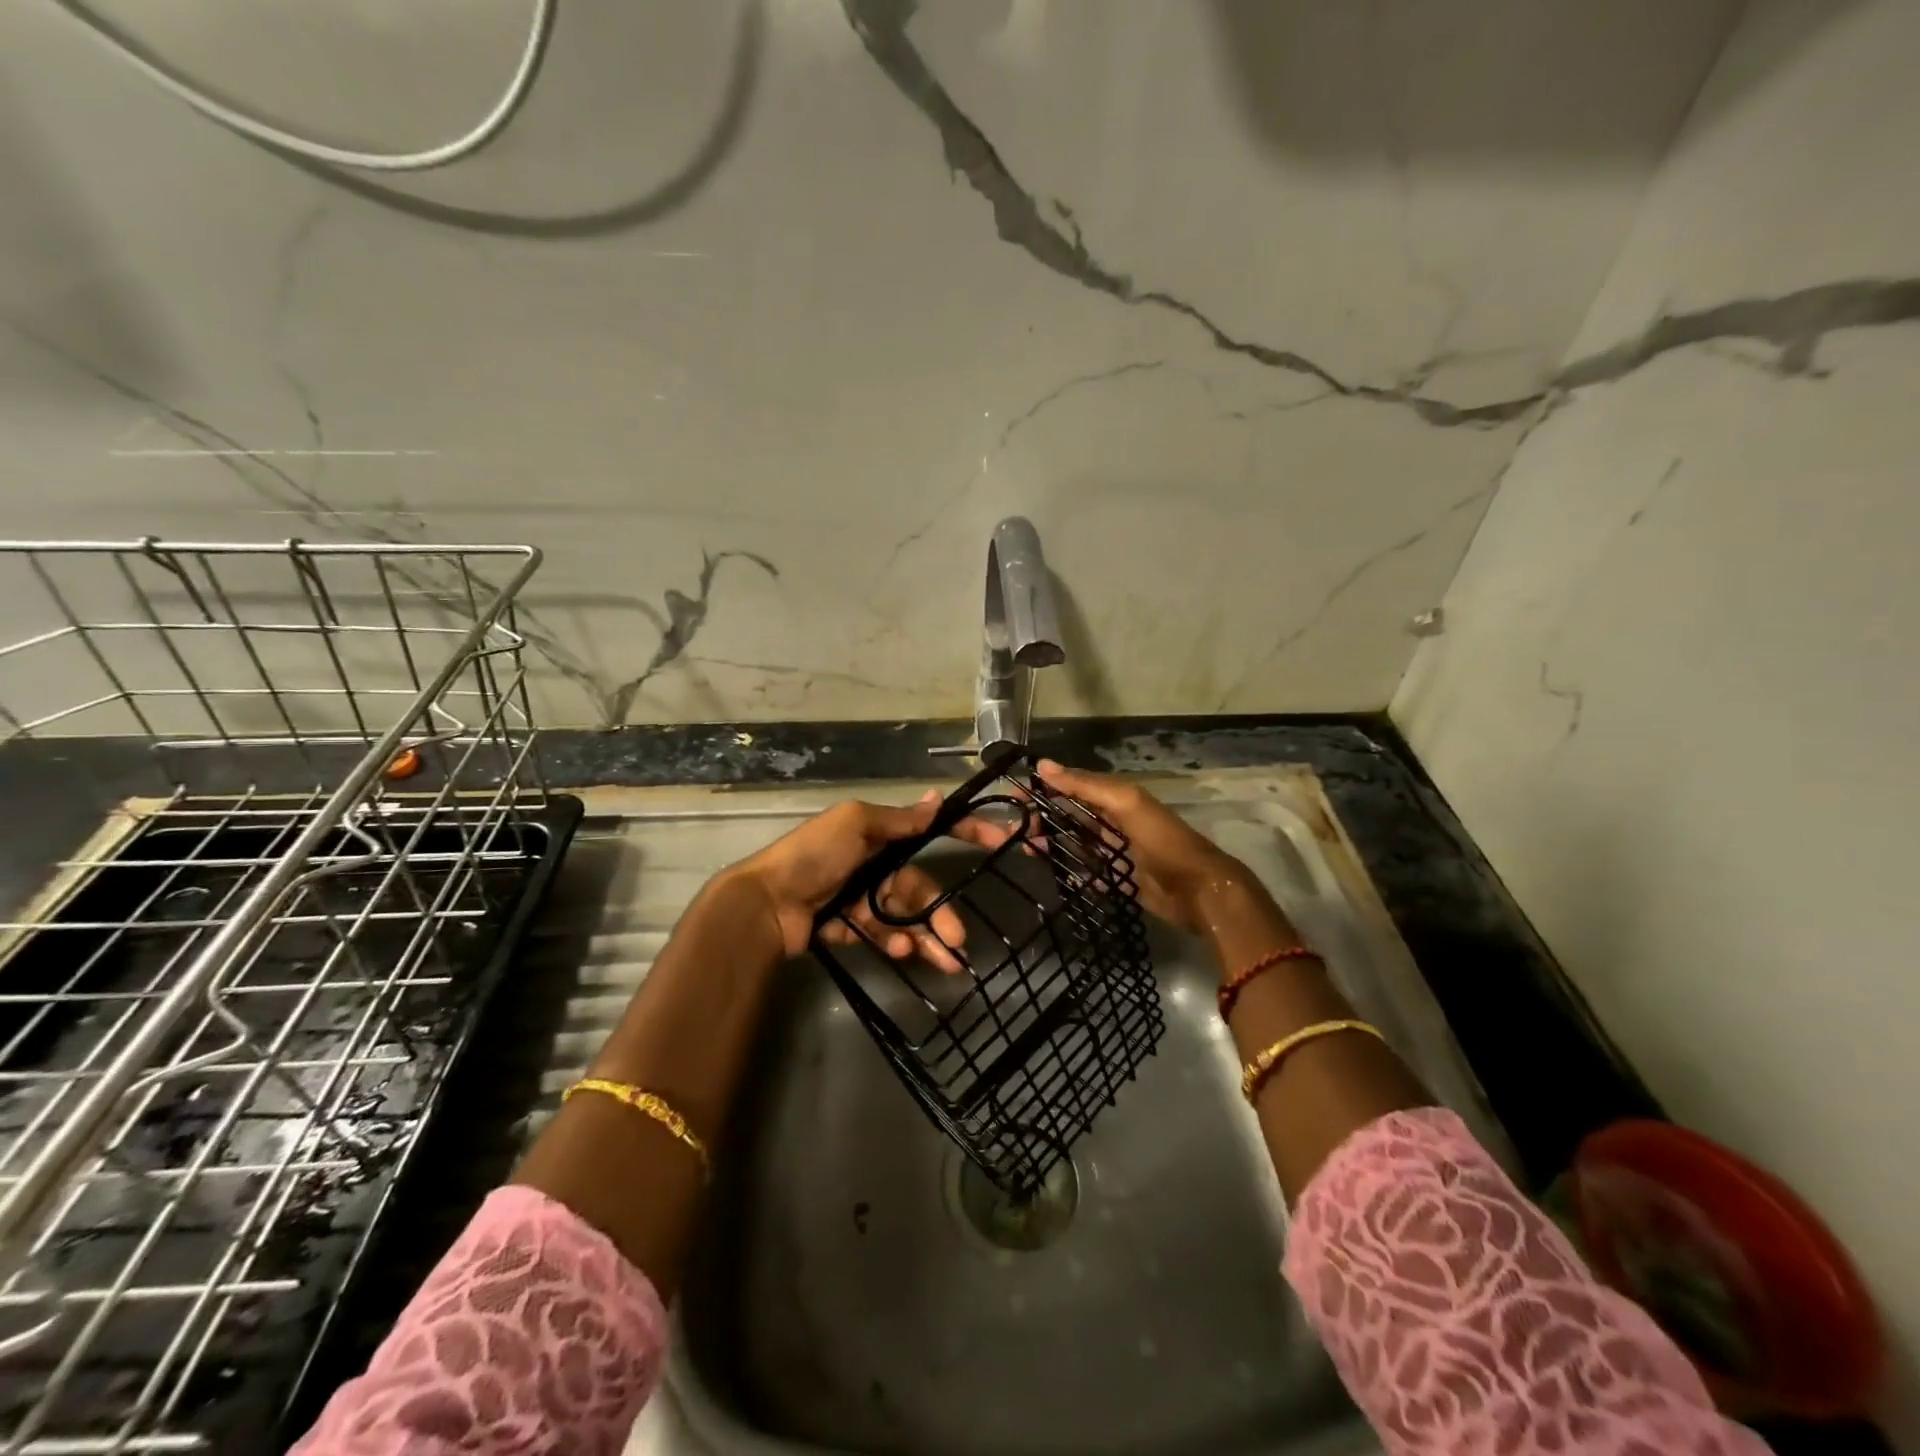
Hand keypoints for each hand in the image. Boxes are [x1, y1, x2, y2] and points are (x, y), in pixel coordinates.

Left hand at [719, 792, 968, 969]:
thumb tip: (937, 797)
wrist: (765, 904)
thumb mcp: (857, 825)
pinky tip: (898, 950)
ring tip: (944, 962)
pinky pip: (878, 933)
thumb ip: (899, 820)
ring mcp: (858, 897)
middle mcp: (870, 864)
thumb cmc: (814, 856)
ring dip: (924, 937)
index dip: (965, 833)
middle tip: (960, 940)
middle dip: (940, 913)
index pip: (927, 831)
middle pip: (917, 889)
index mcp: (875, 835)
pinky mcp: (845, 926)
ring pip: (903, 917)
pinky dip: (891, 941)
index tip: (1002, 841)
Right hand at [1019, 761, 1252, 935]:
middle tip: (1013, 830)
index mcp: (1118, 799)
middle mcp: (1115, 823)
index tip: (1014, 797)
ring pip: (1077, 845)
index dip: (1045, 790)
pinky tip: (1054, 875)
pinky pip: (1090, 875)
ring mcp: (1118, 854)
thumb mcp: (1126, 803)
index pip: (1074, 788)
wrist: (1199, 891)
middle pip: (1072, 818)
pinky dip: (1073, 874)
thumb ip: (1087, 785)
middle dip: (1043, 820)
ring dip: (1052, 845)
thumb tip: (1043, 765)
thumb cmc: (1163, 841)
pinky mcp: (1121, 882)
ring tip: (1024, 848)